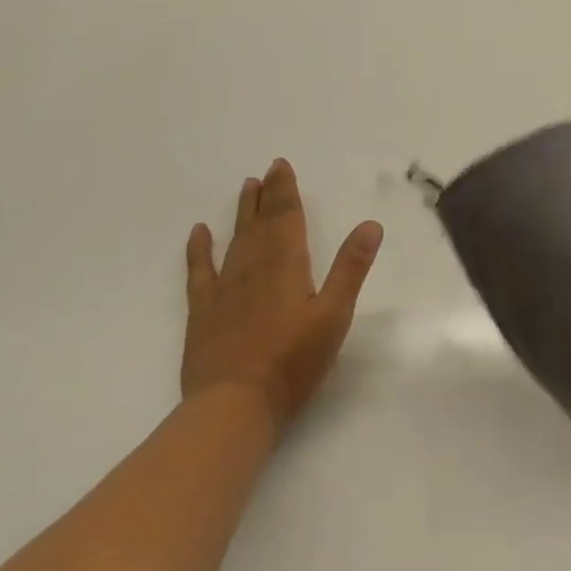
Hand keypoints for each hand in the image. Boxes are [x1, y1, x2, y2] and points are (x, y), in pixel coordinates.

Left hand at [183, 158, 382, 430]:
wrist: (234, 405)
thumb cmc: (293, 361)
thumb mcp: (334, 314)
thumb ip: (351, 268)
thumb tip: (370, 224)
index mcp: (287, 264)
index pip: (287, 217)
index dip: (285, 191)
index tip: (281, 166)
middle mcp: (253, 266)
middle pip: (261, 223)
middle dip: (266, 195)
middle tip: (267, 170)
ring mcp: (224, 288)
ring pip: (235, 239)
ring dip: (242, 213)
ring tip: (246, 188)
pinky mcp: (202, 311)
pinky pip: (199, 270)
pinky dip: (199, 249)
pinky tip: (199, 233)